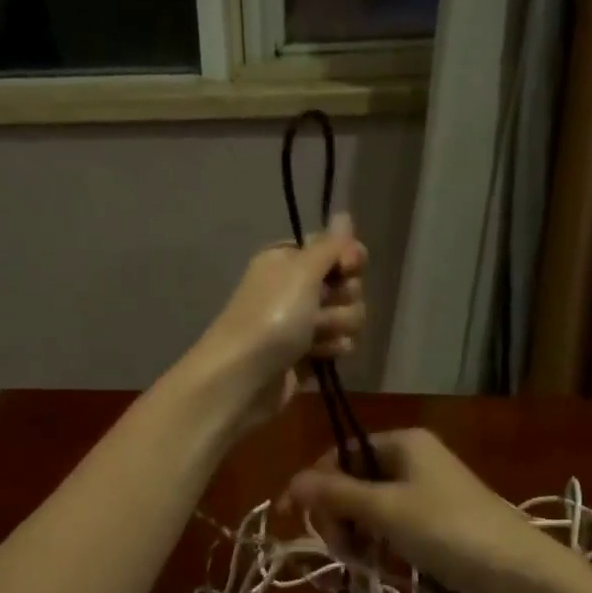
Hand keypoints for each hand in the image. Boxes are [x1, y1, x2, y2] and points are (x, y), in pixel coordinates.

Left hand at [187, 215, 367, 429]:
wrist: (243, 378)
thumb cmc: (271, 317)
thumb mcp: (301, 271)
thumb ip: (329, 245)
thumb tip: (344, 214)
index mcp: (288, 260)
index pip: (335, 249)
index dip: (348, 259)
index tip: (348, 268)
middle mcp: (295, 288)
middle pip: (347, 284)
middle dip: (342, 299)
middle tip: (318, 310)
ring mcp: (302, 324)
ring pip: (348, 316)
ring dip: (336, 327)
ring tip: (313, 340)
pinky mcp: (308, 355)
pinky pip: (340, 344)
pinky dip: (331, 350)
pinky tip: (316, 357)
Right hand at [285, 429, 567, 592]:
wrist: (518, 571)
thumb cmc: (447, 528)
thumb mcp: (385, 509)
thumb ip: (336, 493)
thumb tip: (292, 481)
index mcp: (402, 442)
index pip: (341, 453)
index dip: (315, 483)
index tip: (294, 519)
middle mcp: (413, 459)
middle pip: (354, 480)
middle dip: (339, 515)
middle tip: (340, 549)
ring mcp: (426, 491)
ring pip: (371, 507)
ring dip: (358, 534)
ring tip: (362, 563)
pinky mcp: (437, 521)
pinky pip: (393, 525)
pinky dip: (381, 544)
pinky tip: (382, 567)